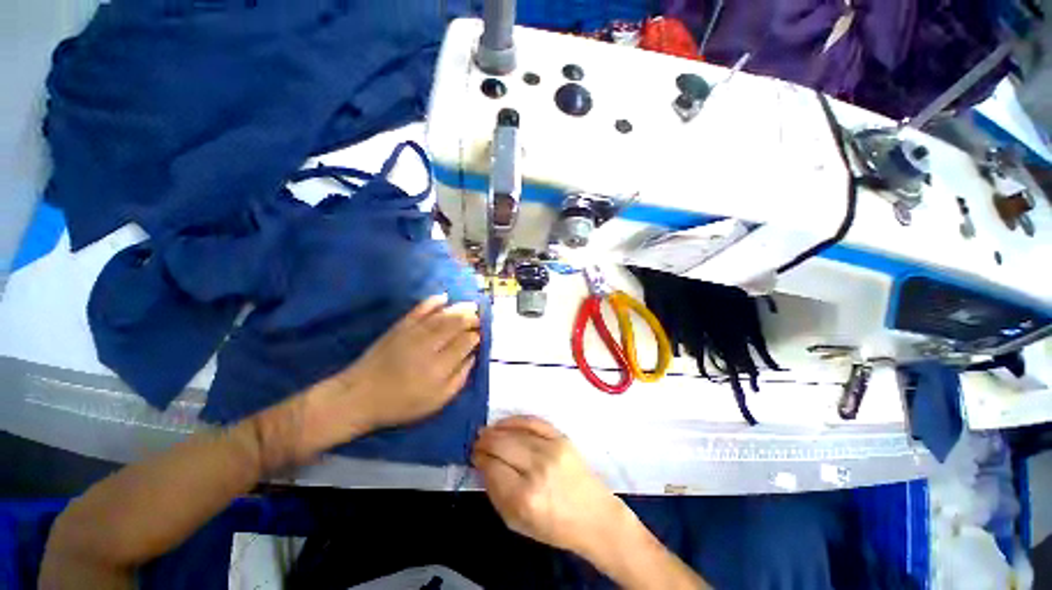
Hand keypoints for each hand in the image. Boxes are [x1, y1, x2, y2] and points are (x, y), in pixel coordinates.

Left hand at [302, 294, 479, 452]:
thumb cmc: (401, 403)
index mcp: (440, 366)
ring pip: (442, 315)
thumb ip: (459, 379)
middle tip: (479, 317)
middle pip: (456, 324)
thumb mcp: (436, 401)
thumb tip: (472, 357)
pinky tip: (444, 297)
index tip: (480, 335)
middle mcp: (429, 345)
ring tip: (471, 305)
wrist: (359, 396)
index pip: (465, 342)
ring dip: (459, 308)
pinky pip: (420, 309)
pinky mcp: (400, 327)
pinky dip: (433, 301)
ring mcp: (413, 333)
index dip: (476, 336)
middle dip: (471, 318)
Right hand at [472, 416, 629, 558]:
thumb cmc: (553, 526)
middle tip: (477, 442)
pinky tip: (504, 423)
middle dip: (485, 442)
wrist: (593, 515)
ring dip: (496, 430)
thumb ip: (496, 493)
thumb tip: (483, 465)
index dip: (480, 459)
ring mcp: (551, 449)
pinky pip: (534, 422)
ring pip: (515, 432)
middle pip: (502, 445)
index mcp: (524, 498)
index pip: (492, 468)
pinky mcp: (562, 438)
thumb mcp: (517, 522)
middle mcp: (537, 469)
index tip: (474, 456)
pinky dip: (516, 420)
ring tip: (486, 432)